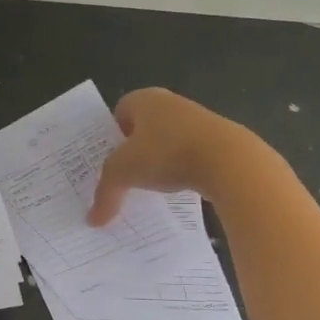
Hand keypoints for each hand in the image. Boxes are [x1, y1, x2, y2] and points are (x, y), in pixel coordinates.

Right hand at [88, 88, 249, 225]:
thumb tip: (93, 221)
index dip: (111, 136)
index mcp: (144, 99)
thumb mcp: (123, 174)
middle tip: (124, 177)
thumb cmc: (166, 153)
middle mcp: (170, 102)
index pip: (118, 112)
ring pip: (167, 141)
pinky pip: (189, 154)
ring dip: (159, 161)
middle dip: (134, 151)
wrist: (227, 160)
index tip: (108, 161)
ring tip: (150, 187)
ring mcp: (197, 119)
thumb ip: (105, 194)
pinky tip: (177, 188)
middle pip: (143, 128)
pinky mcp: (217, 139)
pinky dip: (181, 169)